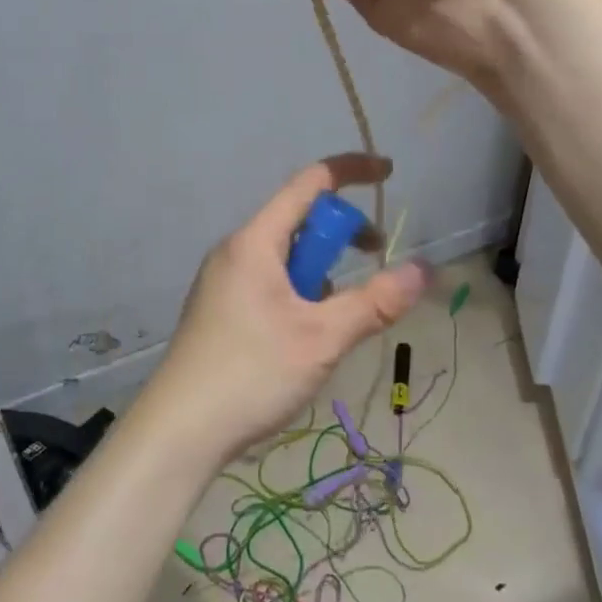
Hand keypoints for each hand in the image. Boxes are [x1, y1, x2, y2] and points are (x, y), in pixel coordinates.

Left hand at [142, 155, 427, 466]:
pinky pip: (268, 280)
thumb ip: (374, 302)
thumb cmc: (251, 374)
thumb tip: (422, 269)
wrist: (178, 431)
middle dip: (340, 234)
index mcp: (255, 241)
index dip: (352, 171)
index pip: (309, 183)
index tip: (388, 173)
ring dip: (319, 272)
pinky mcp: (219, 307)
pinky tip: (301, 338)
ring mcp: (223, 279)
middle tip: (373, 261)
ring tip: (330, 322)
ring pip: (285, 255)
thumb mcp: (322, 338)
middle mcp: (235, 250)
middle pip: (298, 220)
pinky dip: (297, 292)